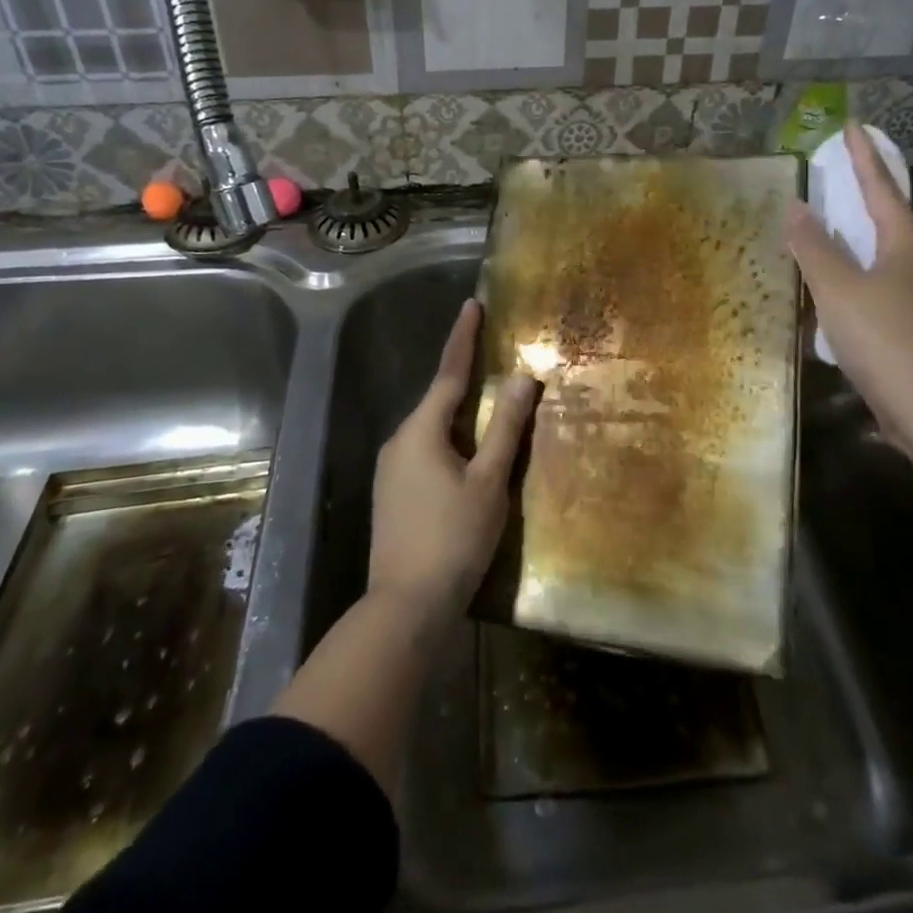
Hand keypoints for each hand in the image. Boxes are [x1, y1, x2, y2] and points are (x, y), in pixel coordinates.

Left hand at [368, 299, 541, 626]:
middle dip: (464, 378)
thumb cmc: (453, 538)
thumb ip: (505, 428)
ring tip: (488, 408)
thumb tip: (522, 378)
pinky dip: (449, 442)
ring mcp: (390, 470)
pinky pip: (425, 451)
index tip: (472, 305)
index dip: (463, 338)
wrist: (405, 608)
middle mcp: (399, 441)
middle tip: (492, 358)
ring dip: (459, 415)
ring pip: (432, 429)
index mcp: (421, 431)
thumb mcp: (489, 481)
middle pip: (438, 400)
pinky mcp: (392, 495)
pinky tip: (467, 457)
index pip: (448, 373)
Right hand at [787, 122, 912, 431]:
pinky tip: (840, 292)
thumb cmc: (883, 336)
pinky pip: (882, 287)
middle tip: (838, 179)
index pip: (881, 187)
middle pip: (890, 219)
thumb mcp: (837, 287)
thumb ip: (814, 247)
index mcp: (906, 244)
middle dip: (864, 197)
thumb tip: (797, 207)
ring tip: (832, 232)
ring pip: (886, 256)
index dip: (863, 156)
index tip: (852, 126)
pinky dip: (858, 276)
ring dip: (859, 240)